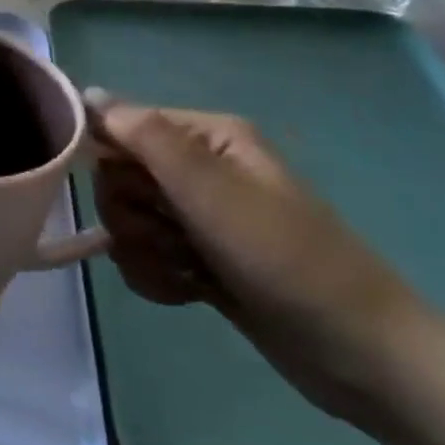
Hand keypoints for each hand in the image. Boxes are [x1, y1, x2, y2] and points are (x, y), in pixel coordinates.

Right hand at [89, 95, 427, 421]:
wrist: (357, 352)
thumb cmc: (282, 255)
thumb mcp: (208, 187)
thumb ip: (143, 134)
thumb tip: (86, 93)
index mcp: (206, 136)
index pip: (120, 126)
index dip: (110, 159)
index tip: (133, 194)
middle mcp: (198, 168)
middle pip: (117, 177)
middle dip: (131, 214)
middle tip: (170, 235)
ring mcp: (197, 216)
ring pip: (126, 221)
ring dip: (144, 251)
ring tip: (186, 270)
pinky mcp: (196, 259)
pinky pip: (143, 257)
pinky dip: (156, 276)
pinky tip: (188, 291)